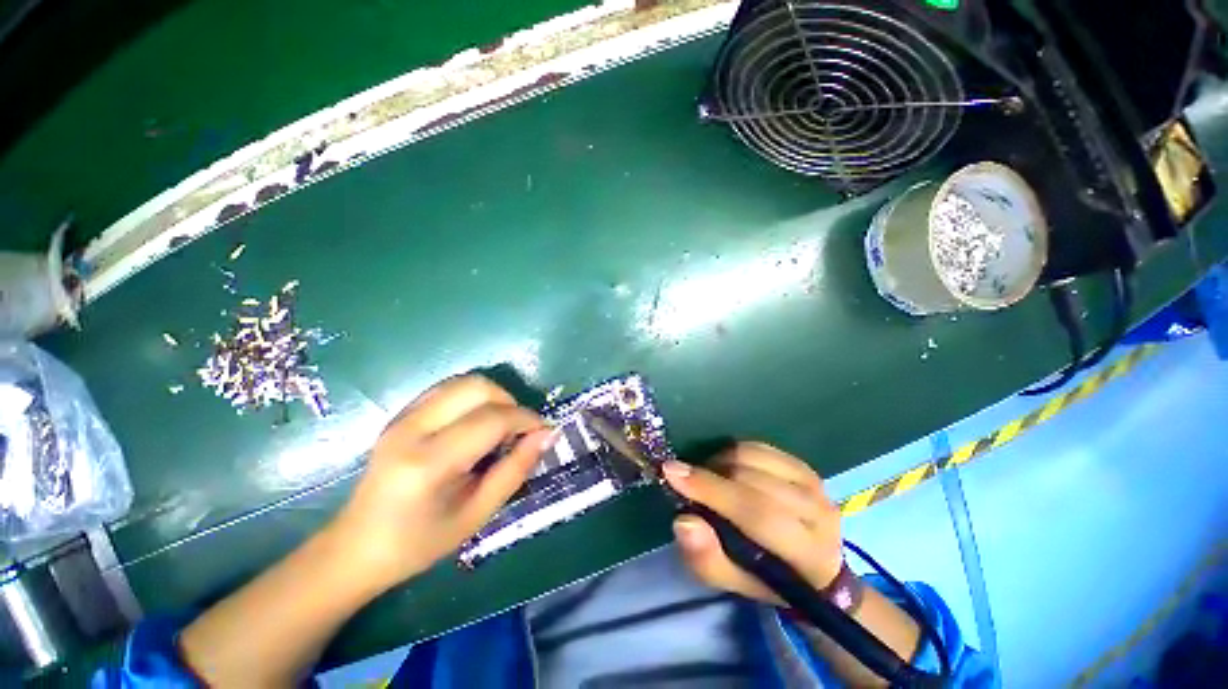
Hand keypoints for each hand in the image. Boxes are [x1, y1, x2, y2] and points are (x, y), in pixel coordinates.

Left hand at [327, 375, 554, 593]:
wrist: (357, 547)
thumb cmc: (419, 542)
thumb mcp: (477, 514)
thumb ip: (516, 470)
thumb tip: (546, 435)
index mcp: (430, 462)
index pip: (492, 419)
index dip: (526, 420)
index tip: (545, 432)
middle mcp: (413, 428)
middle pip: (477, 387)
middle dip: (510, 403)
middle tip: (518, 432)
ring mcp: (403, 417)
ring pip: (463, 382)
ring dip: (493, 397)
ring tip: (498, 427)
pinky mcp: (400, 414)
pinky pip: (448, 389)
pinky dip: (472, 398)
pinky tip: (475, 423)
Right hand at [662, 442, 842, 605]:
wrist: (813, 567)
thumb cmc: (766, 578)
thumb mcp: (731, 581)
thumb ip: (706, 558)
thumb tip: (684, 521)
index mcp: (807, 554)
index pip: (757, 514)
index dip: (712, 490)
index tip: (672, 472)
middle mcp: (819, 513)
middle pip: (753, 481)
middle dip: (710, 475)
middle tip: (687, 481)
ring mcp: (815, 485)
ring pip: (754, 458)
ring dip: (720, 462)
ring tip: (709, 478)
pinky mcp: (805, 466)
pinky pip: (759, 447)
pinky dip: (734, 453)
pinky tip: (727, 469)